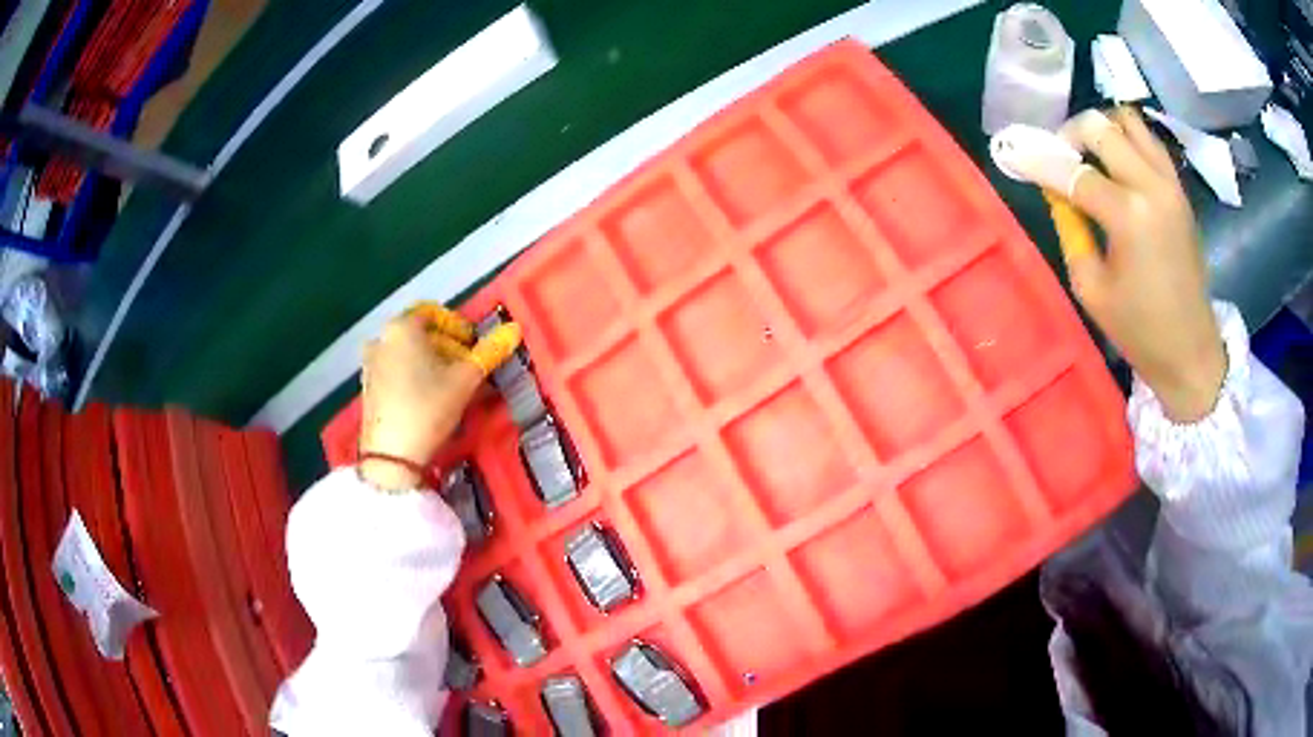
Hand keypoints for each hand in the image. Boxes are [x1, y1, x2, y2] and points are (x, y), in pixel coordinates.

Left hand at [359, 303, 521, 490]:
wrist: (391, 455)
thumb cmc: (428, 407)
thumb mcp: (465, 379)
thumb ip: (489, 352)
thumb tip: (514, 329)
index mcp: (402, 327)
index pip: (433, 312)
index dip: (457, 326)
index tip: (474, 347)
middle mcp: (381, 338)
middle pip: (420, 333)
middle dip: (447, 347)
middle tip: (468, 369)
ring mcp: (371, 363)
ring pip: (408, 353)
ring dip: (432, 363)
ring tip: (452, 387)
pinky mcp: (367, 387)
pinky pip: (396, 370)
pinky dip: (414, 376)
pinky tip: (429, 399)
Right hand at [1020, 107, 1225, 421]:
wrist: (1191, 350)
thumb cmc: (1140, 330)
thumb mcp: (1092, 288)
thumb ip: (1071, 231)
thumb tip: (1058, 192)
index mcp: (1128, 216)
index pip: (1074, 172)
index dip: (1040, 161)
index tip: (1016, 154)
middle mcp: (1151, 186)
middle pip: (1101, 128)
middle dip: (1071, 134)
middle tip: (1060, 156)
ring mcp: (1170, 183)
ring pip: (1129, 121)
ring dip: (1103, 128)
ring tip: (1090, 153)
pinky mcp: (1180, 189)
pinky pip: (1149, 141)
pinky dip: (1127, 140)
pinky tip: (1117, 163)